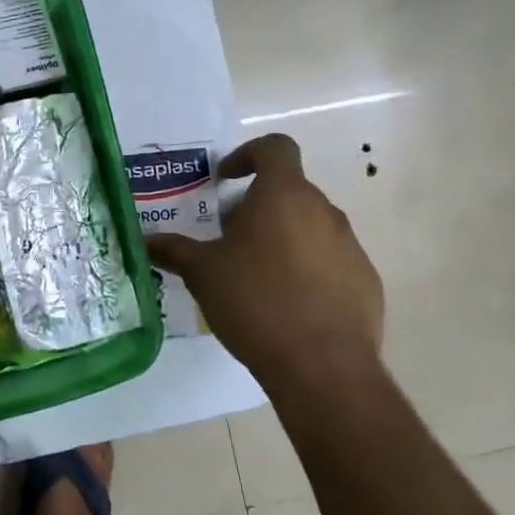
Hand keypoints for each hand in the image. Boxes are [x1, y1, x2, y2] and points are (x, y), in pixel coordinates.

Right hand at [146, 132, 383, 385]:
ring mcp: (351, 246)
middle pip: (290, 191)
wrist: (323, 367)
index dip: (248, 154)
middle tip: (230, 238)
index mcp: (284, 195)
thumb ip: (175, 250)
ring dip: (284, 238)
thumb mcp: (203, 273)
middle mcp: (323, 211)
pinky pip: (332, 261)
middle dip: (258, 206)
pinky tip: (289, 304)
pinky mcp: (366, 282)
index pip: (275, 147)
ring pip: (311, 227)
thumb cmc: (256, 301)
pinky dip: (309, 270)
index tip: (225, 180)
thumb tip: (147, 241)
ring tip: (257, 275)